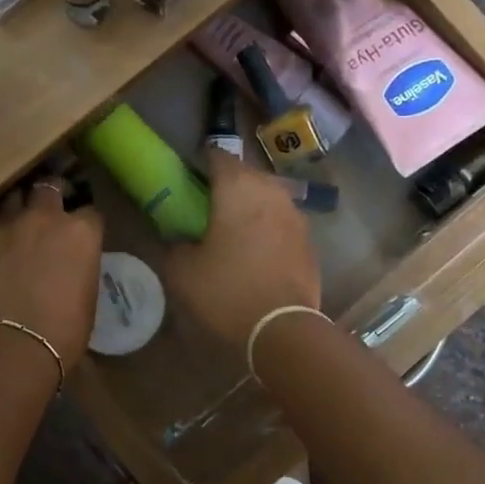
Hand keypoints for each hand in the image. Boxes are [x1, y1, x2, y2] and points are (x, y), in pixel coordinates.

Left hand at [0, 182, 104, 374]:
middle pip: (47, 188)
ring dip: (15, 208)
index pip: (90, 212)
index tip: (83, 232)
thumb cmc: (62, 333)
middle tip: (49, 209)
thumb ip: (79, 267)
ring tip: (15, 221)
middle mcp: (41, 218)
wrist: (8, 349)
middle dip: (50, 195)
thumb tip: (70, 264)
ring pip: (9, 198)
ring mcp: (1, 226)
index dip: (86, 222)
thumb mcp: (86, 297)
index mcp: (79, 232)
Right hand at [163, 152, 321, 347]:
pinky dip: (267, 229)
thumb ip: (175, 244)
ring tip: (232, 230)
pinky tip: (256, 253)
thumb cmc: (227, 292)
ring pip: (266, 198)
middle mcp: (271, 191)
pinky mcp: (309, 240)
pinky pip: (281, 223)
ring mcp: (295, 215)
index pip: (217, 155)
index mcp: (238, 187)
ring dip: (249, 207)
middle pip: (245, 174)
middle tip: (205, 207)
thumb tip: (180, 238)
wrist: (282, 328)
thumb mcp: (182, 271)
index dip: (199, 164)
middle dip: (225, 185)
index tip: (186, 179)